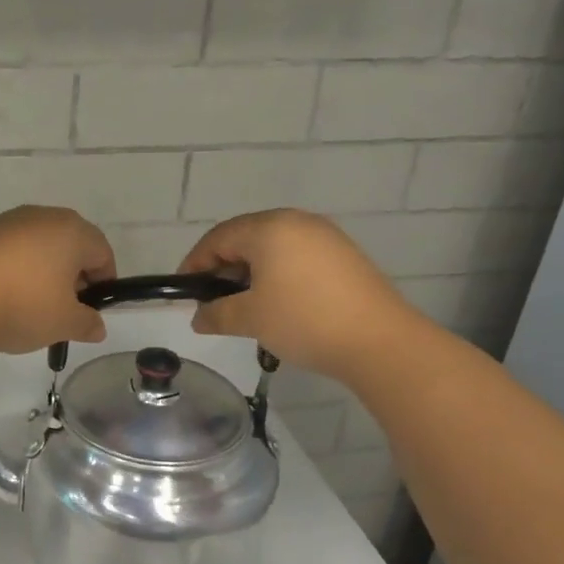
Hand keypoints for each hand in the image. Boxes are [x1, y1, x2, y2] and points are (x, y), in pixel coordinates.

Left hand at [0, 206, 115, 353]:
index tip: (91, 310)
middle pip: (69, 244)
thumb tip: (96, 326)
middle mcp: (41, 217)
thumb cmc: (22, 305)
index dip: (103, 282)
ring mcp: (6, 221)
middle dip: (72, 275)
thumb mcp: (63, 323)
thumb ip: (86, 323)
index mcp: (72, 231)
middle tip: (62, 309)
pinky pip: (7, 250)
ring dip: (40, 271)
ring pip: (36, 245)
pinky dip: (11, 269)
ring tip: (27, 306)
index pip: (102, 252)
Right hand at [178, 209, 415, 375]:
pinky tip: (277, 302)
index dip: (195, 263)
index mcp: (269, 228)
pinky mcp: (344, 255)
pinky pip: (296, 256)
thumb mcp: (250, 319)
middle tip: (211, 299)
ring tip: (243, 304)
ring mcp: (325, 236)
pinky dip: (277, 274)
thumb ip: (216, 313)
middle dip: (222, 267)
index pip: (218, 237)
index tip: (183, 291)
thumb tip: (198, 317)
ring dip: (250, 272)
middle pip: (245, 238)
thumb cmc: (304, 321)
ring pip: (272, 247)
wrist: (380, 342)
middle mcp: (296, 221)